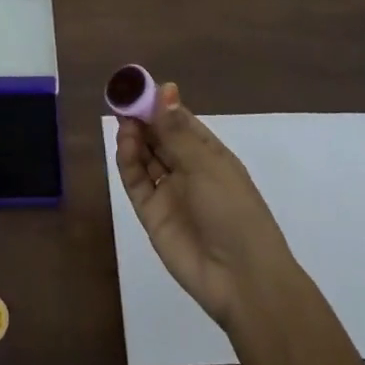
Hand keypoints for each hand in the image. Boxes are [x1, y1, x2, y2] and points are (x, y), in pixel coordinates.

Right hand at [114, 81, 295, 329]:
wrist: (241, 278)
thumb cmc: (233, 211)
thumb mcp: (207, 165)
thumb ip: (177, 130)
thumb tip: (165, 88)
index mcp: (210, 154)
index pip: (180, 121)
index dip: (161, 104)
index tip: (140, 86)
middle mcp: (188, 170)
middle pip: (159, 137)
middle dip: (143, 118)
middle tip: (123, 99)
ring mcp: (169, 192)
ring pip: (145, 157)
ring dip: (134, 137)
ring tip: (123, 119)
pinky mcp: (151, 214)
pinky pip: (136, 181)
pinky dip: (128, 161)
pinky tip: (124, 143)